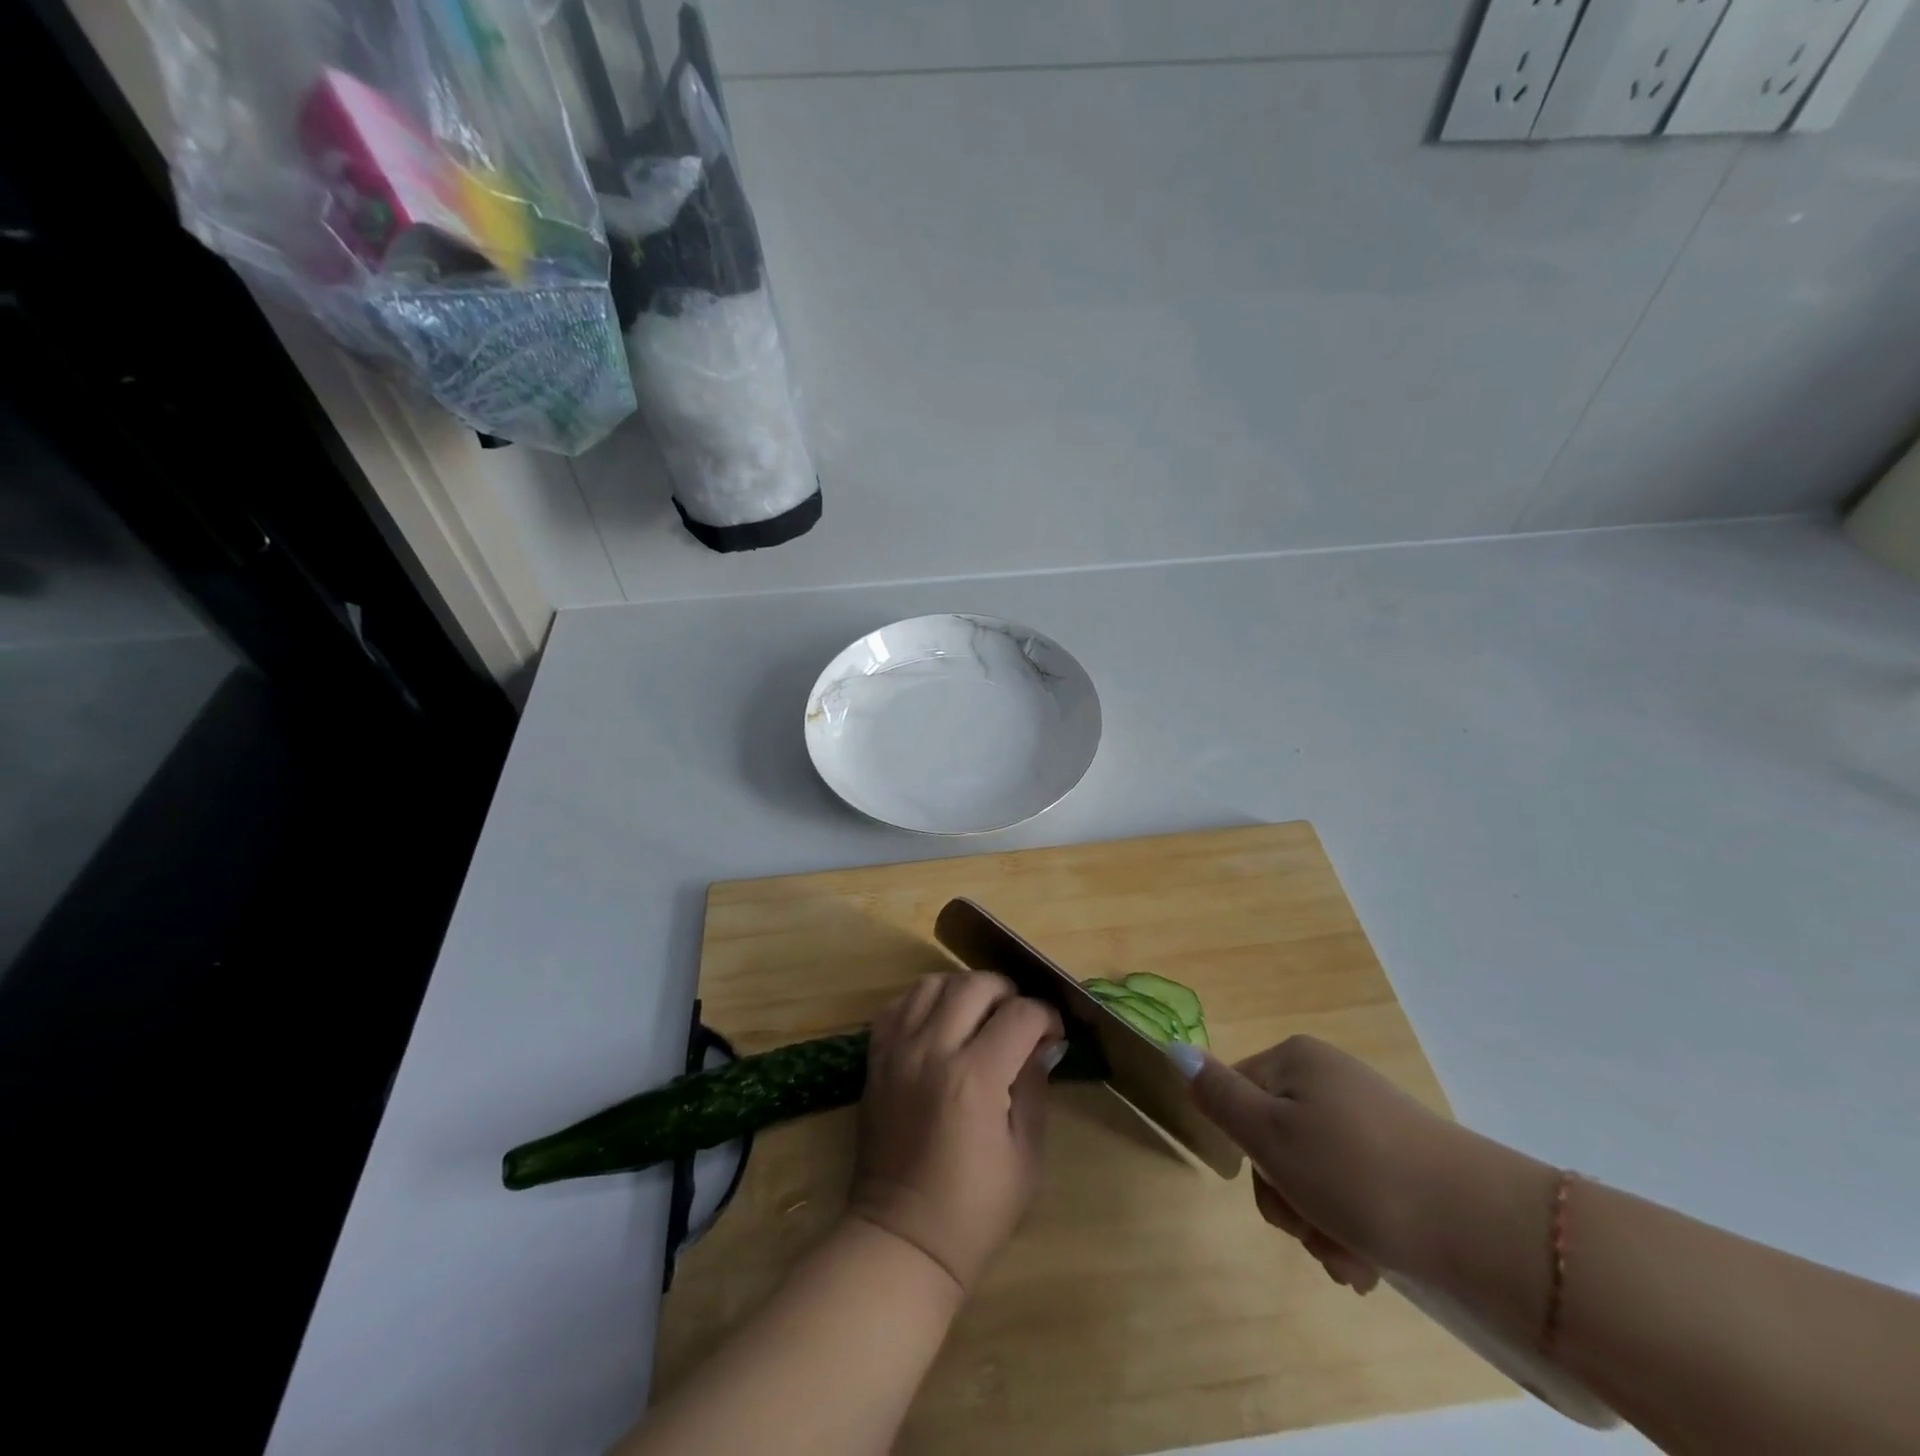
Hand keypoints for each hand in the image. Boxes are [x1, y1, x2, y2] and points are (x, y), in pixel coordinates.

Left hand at [847, 972, 1064, 1294]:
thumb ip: (1033, 1086)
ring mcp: (898, 1050)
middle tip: (1019, 1020)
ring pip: (933, 983)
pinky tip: (940, 1022)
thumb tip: (1044, 1042)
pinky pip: (899, 1005)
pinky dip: (924, 1001)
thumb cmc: (975, 1210)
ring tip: (979, 1015)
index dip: (1046, 1016)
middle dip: (1008, 993)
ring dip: (964, 989)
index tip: (1053, 1033)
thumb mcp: (1025, 1154)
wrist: (902, 1240)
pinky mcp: (876, 1058)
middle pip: (975, 984)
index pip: (1020, 1014)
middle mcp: (933, 1050)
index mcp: (975, 1077)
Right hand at [1182, 1035, 1462, 1294]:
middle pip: (1275, 1141)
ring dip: (1319, 1223)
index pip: (1236, 1096)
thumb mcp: (1270, 1135)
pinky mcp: (1403, 1159)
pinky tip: (1370, 1262)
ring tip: (1350, 1258)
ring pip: (1313, 1175)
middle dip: (1287, 1198)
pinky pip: (1354, 1190)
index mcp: (1296, 1061)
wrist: (1483, 1228)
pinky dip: (1352, 1228)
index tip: (1276, 1189)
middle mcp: (1330, 1080)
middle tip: (1313, 1231)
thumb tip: (1174, 1049)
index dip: (1246, 1150)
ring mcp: (1370, 1119)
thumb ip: (1218, 1095)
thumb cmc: (1357, 1174)